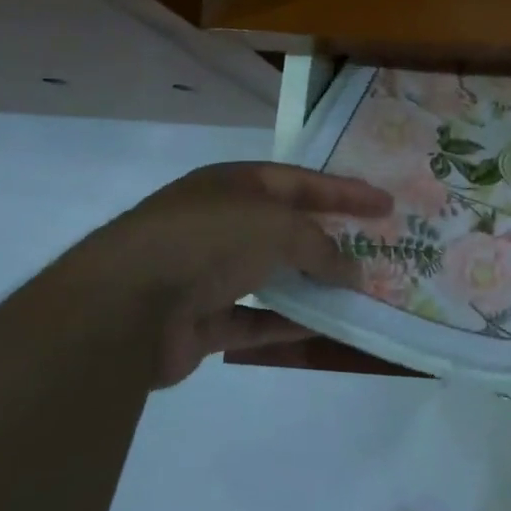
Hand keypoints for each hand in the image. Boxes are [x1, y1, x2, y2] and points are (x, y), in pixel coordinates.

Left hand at [68, 161, 391, 387]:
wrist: (123, 307)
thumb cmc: (207, 241)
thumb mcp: (277, 227)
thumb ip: (321, 246)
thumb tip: (351, 271)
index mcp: (233, 185)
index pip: (302, 182)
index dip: (346, 191)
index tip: (387, 205)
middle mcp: (219, 223)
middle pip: (286, 228)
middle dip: (329, 238)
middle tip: (373, 249)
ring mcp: (205, 272)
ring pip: (272, 276)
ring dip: (311, 284)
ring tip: (357, 292)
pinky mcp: (199, 321)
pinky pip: (255, 319)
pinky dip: (287, 323)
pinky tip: (325, 328)